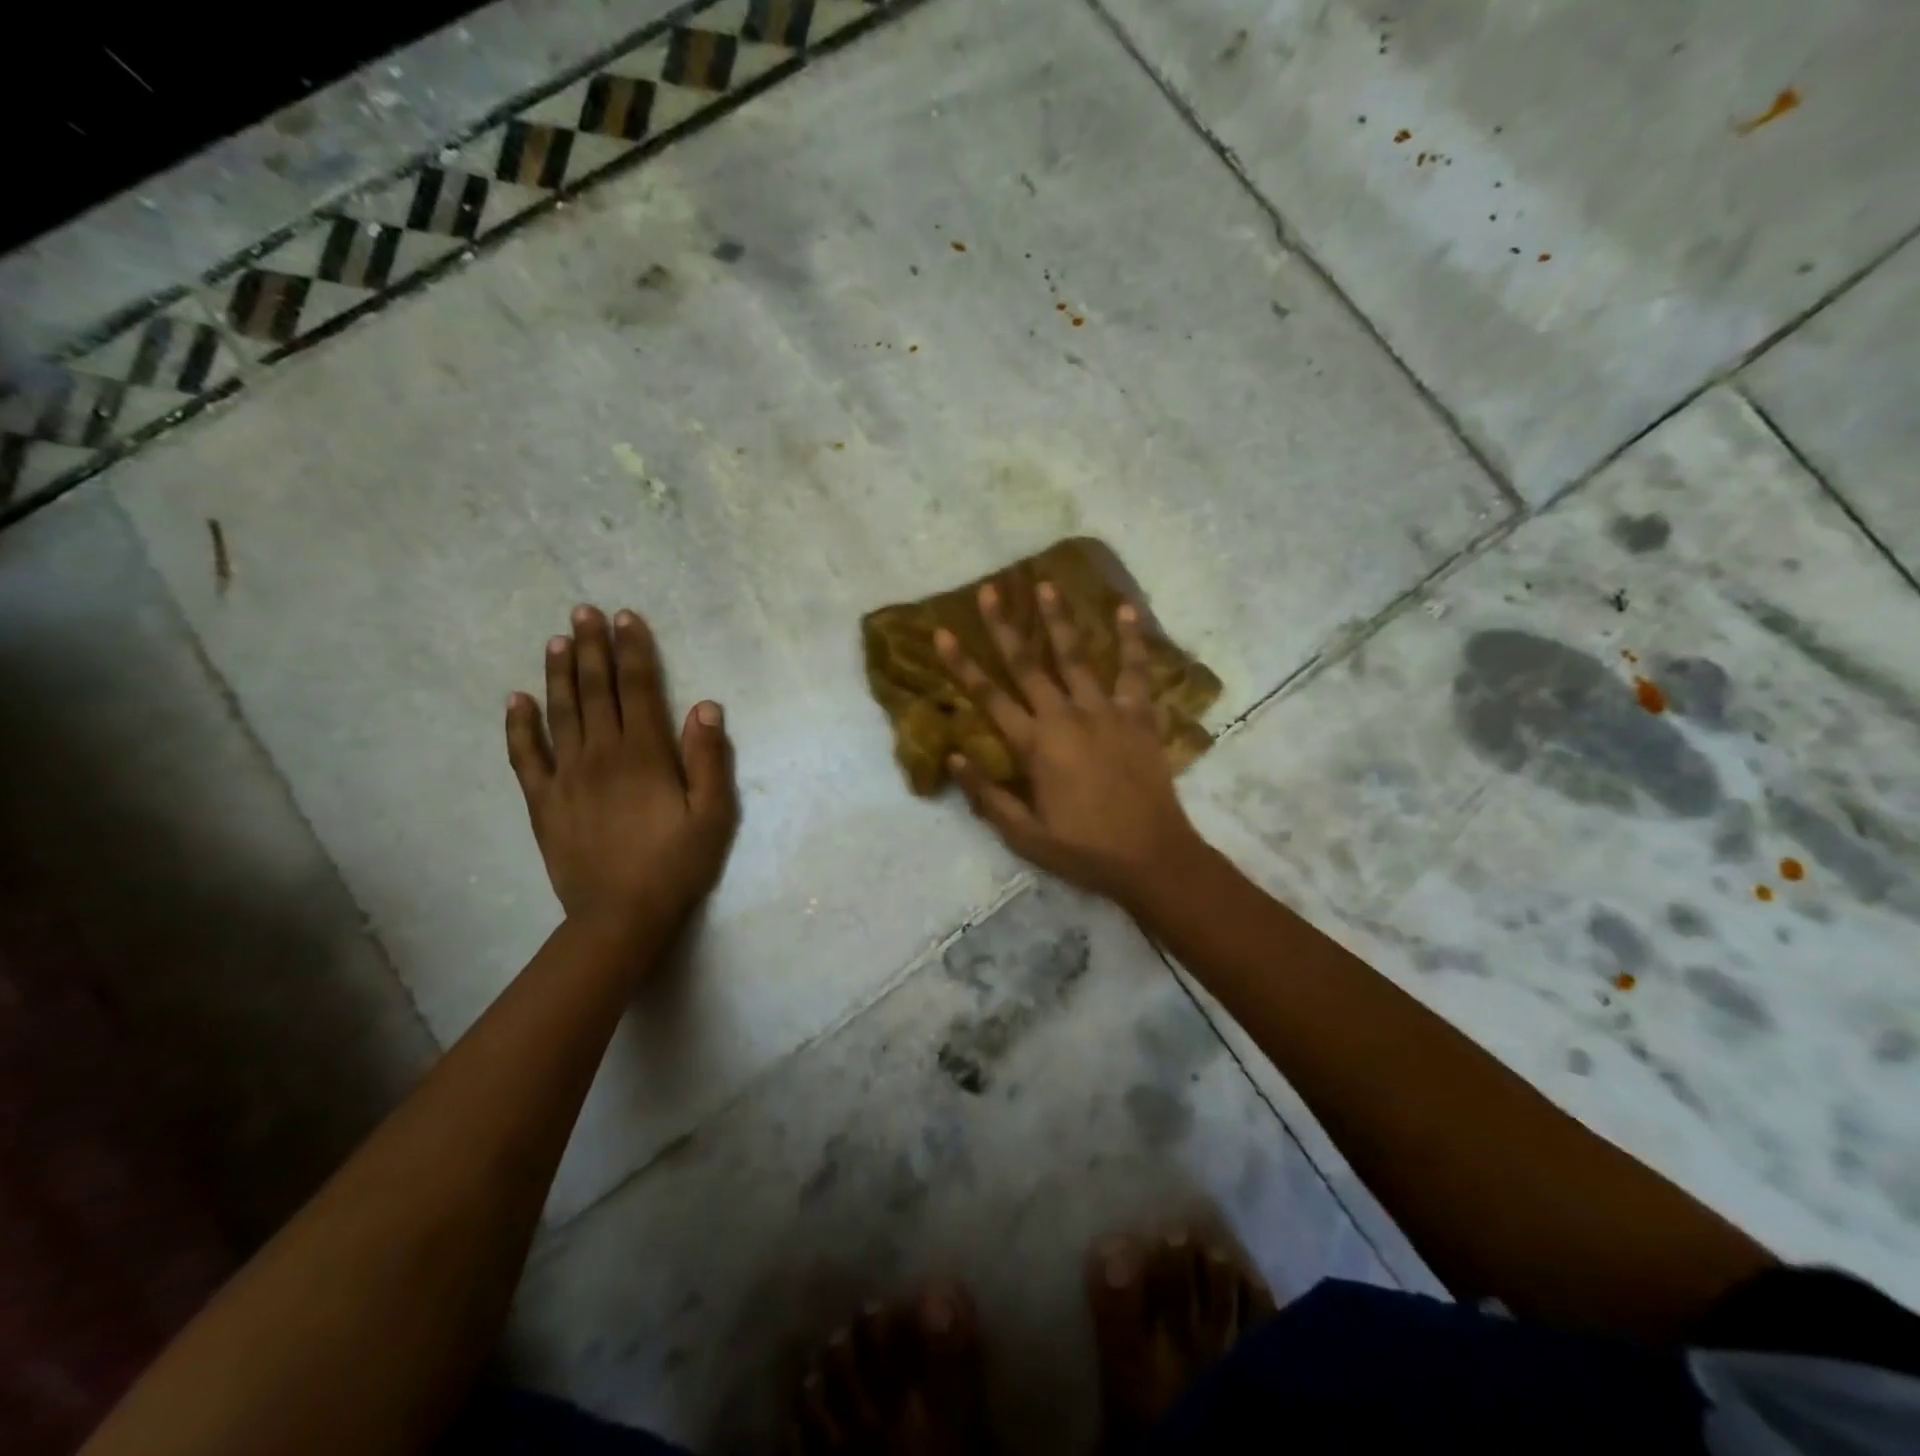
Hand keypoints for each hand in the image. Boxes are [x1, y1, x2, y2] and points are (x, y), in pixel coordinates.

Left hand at [505, 606, 737, 945]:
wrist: (620, 915)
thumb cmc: (676, 864)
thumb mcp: (713, 815)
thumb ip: (708, 759)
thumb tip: (705, 706)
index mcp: (645, 755)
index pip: (638, 689)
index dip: (633, 651)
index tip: (625, 617)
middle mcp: (601, 755)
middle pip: (596, 691)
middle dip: (592, 648)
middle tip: (582, 611)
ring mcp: (567, 777)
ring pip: (561, 713)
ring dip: (559, 673)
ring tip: (556, 640)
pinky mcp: (544, 801)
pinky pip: (525, 756)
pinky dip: (519, 726)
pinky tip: (516, 699)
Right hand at [935, 581, 1206, 908]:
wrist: (1150, 857)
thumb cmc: (1083, 850)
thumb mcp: (1024, 835)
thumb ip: (987, 794)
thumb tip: (954, 757)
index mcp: (1035, 746)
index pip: (989, 697)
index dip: (962, 665)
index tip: (942, 632)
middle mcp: (1066, 718)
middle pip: (1028, 665)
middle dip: (1004, 626)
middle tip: (990, 590)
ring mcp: (1105, 712)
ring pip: (1077, 657)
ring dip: (1059, 619)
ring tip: (1046, 584)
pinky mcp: (1138, 716)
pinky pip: (1135, 672)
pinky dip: (1132, 641)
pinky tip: (1126, 610)